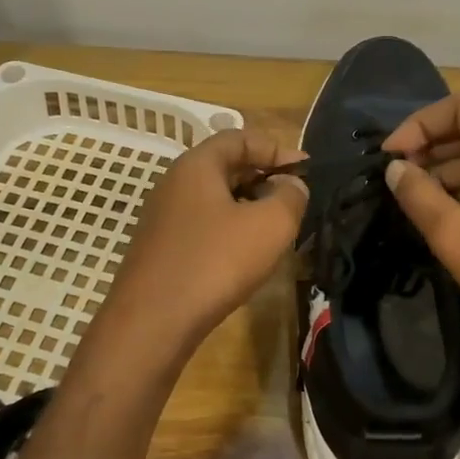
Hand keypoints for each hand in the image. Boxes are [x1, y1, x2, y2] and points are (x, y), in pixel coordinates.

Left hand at [93, 128, 305, 361]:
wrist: (153, 320)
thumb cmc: (216, 261)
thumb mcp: (270, 225)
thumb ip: (291, 197)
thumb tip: (291, 186)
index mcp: (197, 165)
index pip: (240, 137)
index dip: (277, 149)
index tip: (306, 171)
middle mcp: (174, 182)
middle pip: (226, 167)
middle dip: (264, 178)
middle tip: (294, 201)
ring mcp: (163, 217)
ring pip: (215, 199)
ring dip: (248, 208)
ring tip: (276, 230)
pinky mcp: (161, 248)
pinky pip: (202, 226)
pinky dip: (229, 231)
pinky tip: (245, 256)